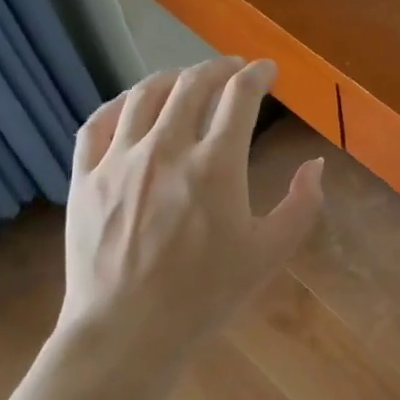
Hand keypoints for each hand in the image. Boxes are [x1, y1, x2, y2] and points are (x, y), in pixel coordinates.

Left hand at [54, 57, 322, 357]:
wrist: (127, 331)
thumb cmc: (205, 295)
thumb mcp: (268, 254)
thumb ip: (301, 206)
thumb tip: (315, 165)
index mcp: (216, 166)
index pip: (240, 97)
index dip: (257, 75)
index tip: (267, 70)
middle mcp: (166, 149)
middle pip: (193, 85)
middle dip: (218, 68)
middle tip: (232, 68)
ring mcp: (119, 160)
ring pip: (145, 95)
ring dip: (172, 78)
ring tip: (186, 79)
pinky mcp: (85, 177)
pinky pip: (98, 123)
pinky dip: (120, 103)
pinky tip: (132, 104)